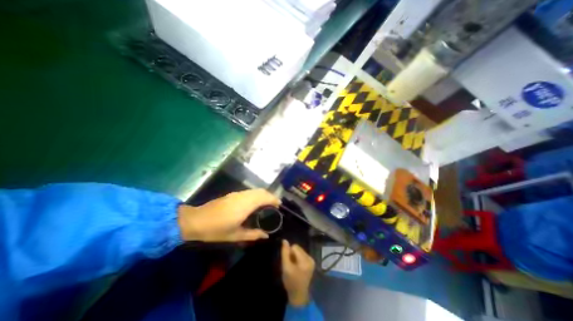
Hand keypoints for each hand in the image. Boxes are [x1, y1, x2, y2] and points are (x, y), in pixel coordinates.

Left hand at [177, 190, 279, 241]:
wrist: (196, 220)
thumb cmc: (216, 230)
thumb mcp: (235, 235)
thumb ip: (253, 234)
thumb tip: (266, 235)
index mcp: (245, 205)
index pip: (264, 197)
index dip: (273, 199)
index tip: (279, 205)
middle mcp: (243, 196)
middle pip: (261, 191)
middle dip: (270, 196)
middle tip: (275, 205)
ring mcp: (237, 194)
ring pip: (255, 190)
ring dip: (263, 194)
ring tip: (267, 203)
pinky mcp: (232, 194)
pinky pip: (249, 192)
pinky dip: (256, 194)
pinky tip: (255, 202)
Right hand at [282, 241, 314, 306]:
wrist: (299, 295)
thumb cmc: (290, 282)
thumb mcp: (285, 267)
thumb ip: (285, 253)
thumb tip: (285, 240)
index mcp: (305, 260)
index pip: (295, 247)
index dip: (289, 253)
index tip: (288, 262)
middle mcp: (310, 258)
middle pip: (298, 248)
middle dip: (292, 254)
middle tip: (291, 265)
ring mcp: (312, 260)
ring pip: (300, 250)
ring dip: (295, 256)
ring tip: (294, 267)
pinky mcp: (312, 262)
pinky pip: (302, 254)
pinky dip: (298, 258)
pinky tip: (298, 267)